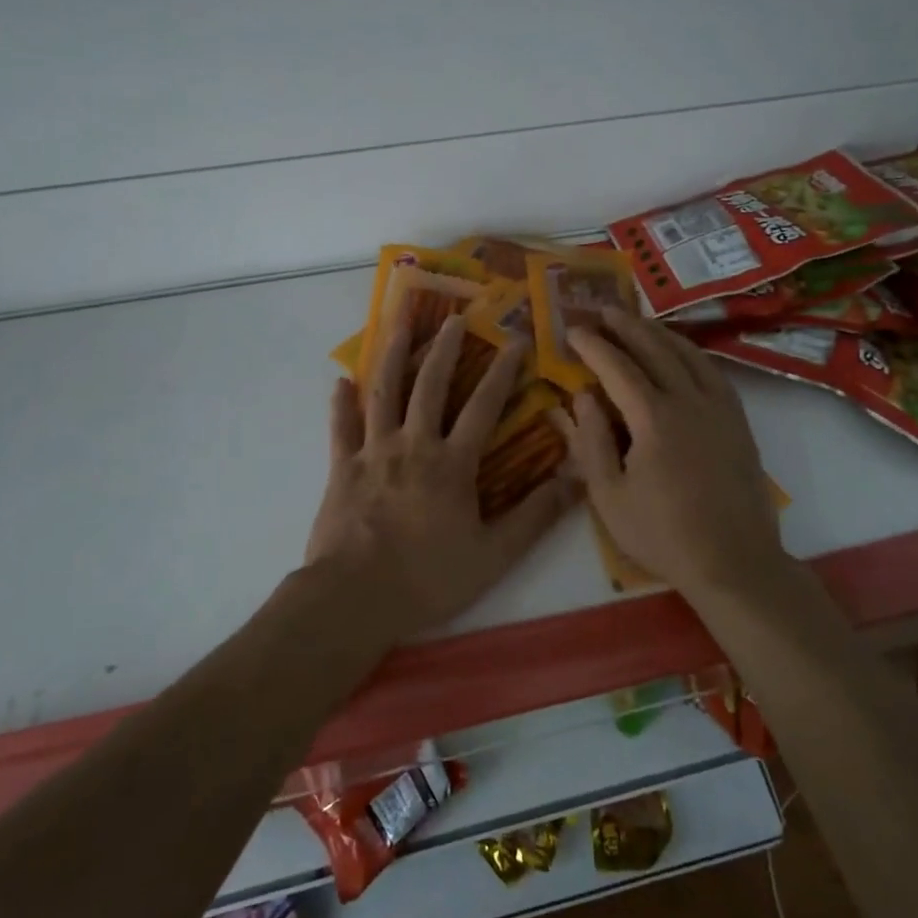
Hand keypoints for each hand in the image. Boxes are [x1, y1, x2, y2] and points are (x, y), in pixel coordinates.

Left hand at [306, 314, 578, 639]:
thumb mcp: (494, 555)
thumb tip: (577, 480)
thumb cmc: (428, 578)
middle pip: (430, 386)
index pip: (483, 406)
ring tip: (398, 324)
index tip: (514, 341)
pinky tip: (341, 381)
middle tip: (454, 318)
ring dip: (392, 356)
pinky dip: (341, 404)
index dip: (502, 372)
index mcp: (451, 463)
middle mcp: (413, 445)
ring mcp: (373, 453)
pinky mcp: (342, 469)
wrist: (354, 599)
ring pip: (384, 393)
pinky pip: (341, 428)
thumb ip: (536, 516)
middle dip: (445, 349)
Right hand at [553, 308, 788, 598]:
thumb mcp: (610, 497)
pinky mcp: (738, 420)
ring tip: (637, 321)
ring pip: (688, 354)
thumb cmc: (663, 534)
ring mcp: (719, 408)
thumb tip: (581, 397)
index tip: (572, 329)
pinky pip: (713, 371)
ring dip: (659, 332)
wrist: (735, 561)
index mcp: (653, 419)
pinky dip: (691, 352)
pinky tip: (682, 352)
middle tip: (602, 309)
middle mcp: (689, 401)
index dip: (593, 346)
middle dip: (626, 326)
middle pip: (655, 349)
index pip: (617, 368)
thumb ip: (590, 442)